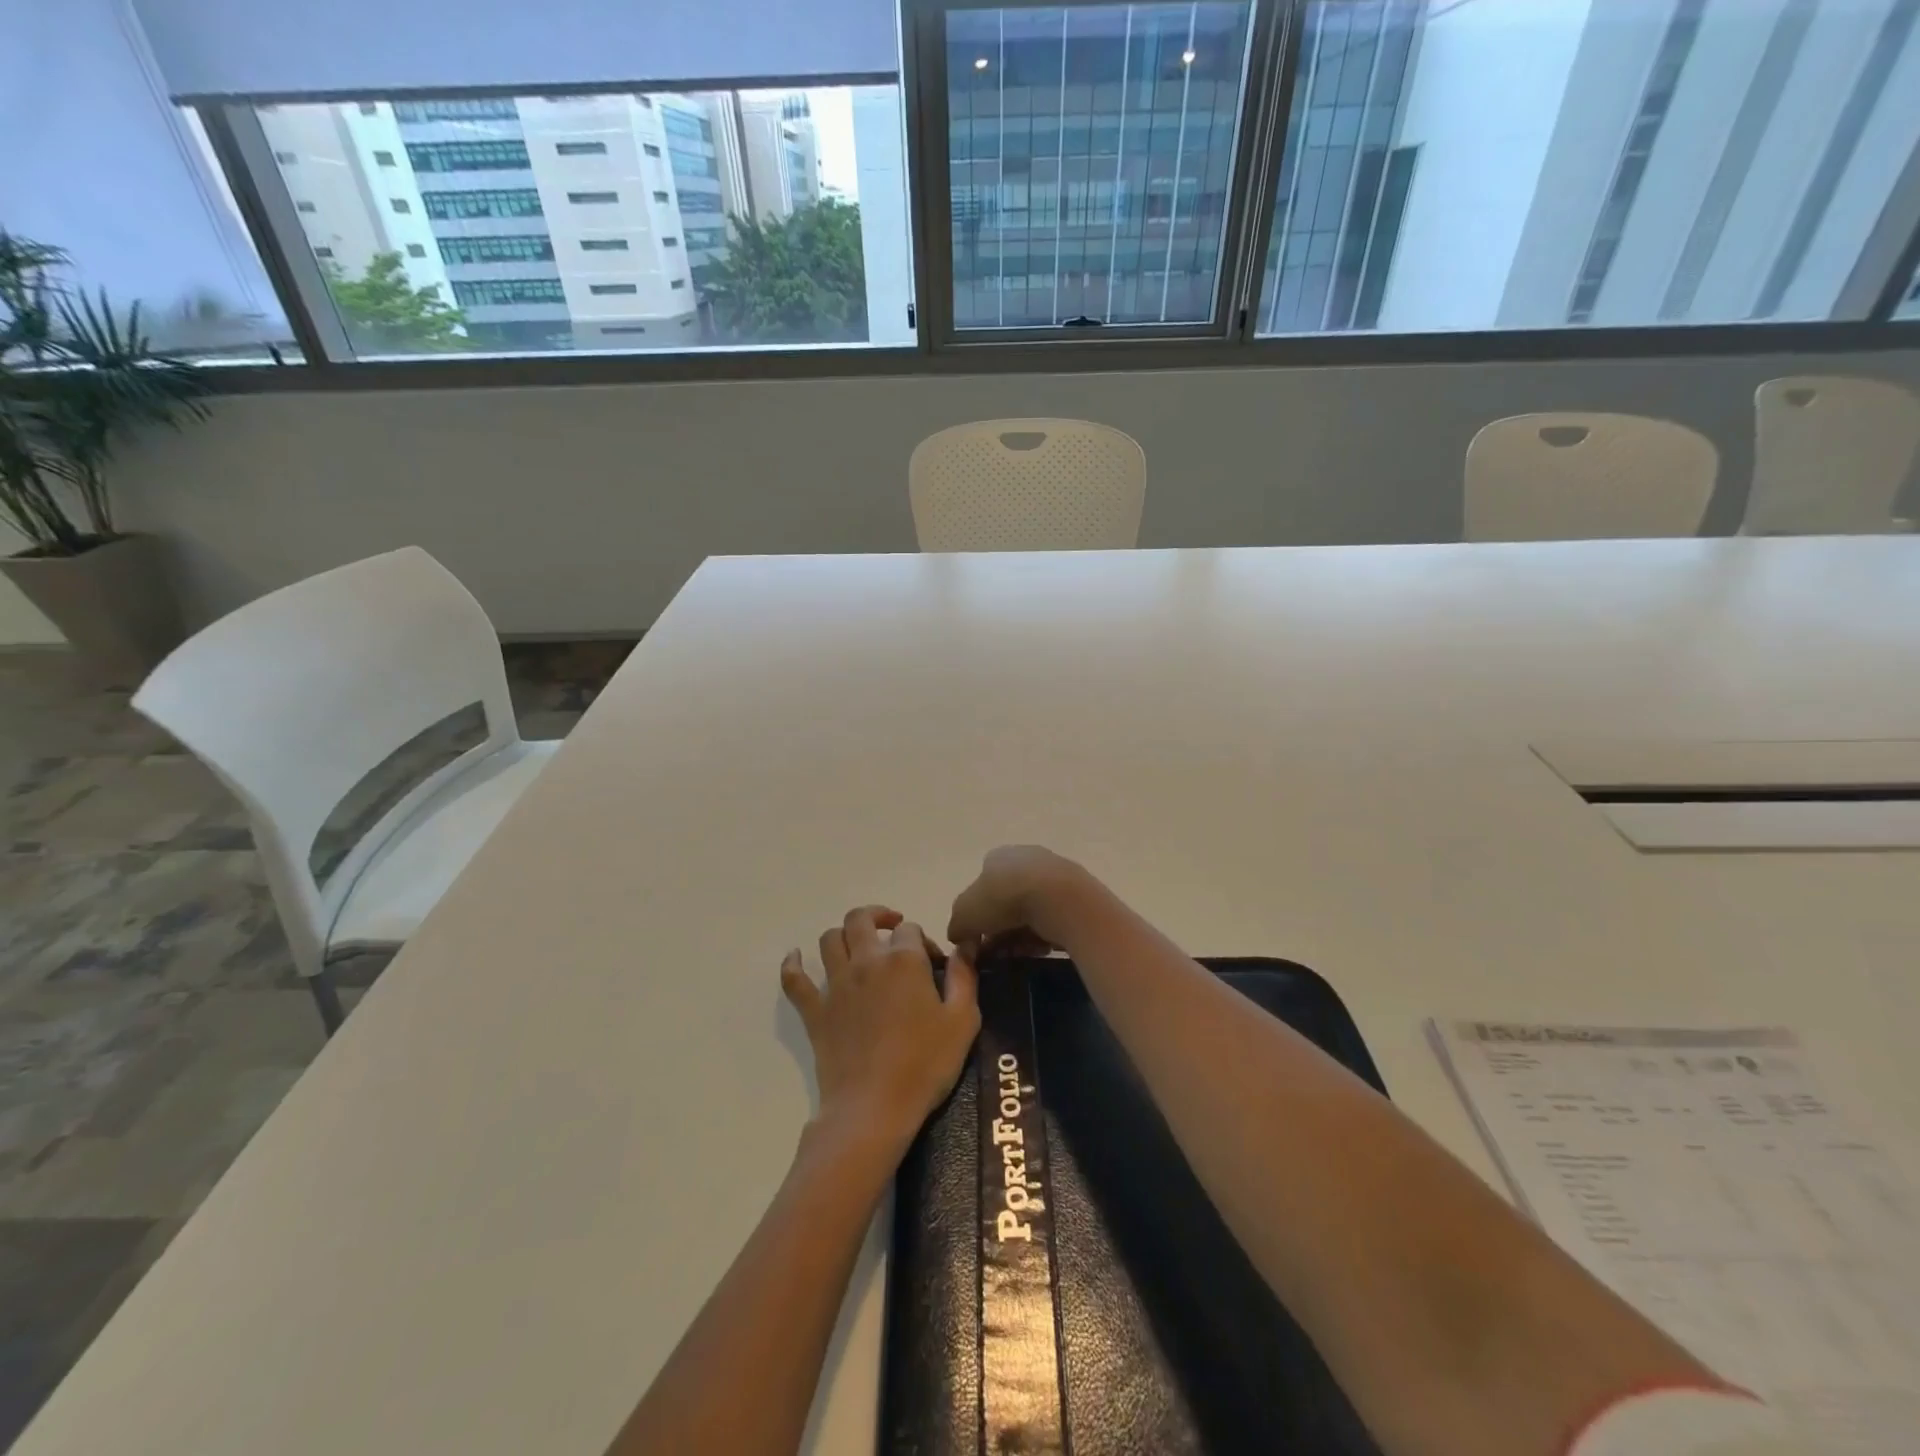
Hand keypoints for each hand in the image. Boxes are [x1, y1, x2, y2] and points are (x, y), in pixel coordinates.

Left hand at [781, 906, 979, 1157]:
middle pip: (861, 919)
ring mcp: (836, 985)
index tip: (934, 966)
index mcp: (904, 961)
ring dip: (844, 935)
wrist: (874, 1108)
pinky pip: (795, 980)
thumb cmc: (925, 1065)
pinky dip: (793, 964)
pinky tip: (796, 957)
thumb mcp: (962, 1021)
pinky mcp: (815, 1011)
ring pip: (829, 939)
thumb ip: (964, 976)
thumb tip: (966, 944)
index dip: (924, 941)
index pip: (910, 929)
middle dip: (878, 916)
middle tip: (892, 930)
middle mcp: (866, 962)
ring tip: (858, 946)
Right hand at [946, 845, 1092, 954]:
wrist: (1059, 898)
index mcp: (997, 857)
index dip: (977, 917)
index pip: (981, 887)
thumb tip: (959, 936)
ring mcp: (1053, 874)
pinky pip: (1053, 919)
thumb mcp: (964, 914)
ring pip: (1031, 912)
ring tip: (1020, 956)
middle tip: (998, 955)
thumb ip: (957, 926)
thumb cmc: (1004, 898)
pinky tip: (1041, 950)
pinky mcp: (1076, 894)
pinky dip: (1045, 935)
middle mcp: (1025, 859)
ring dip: (1022, 936)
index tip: (978, 942)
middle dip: (1000, 930)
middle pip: (1006, 901)